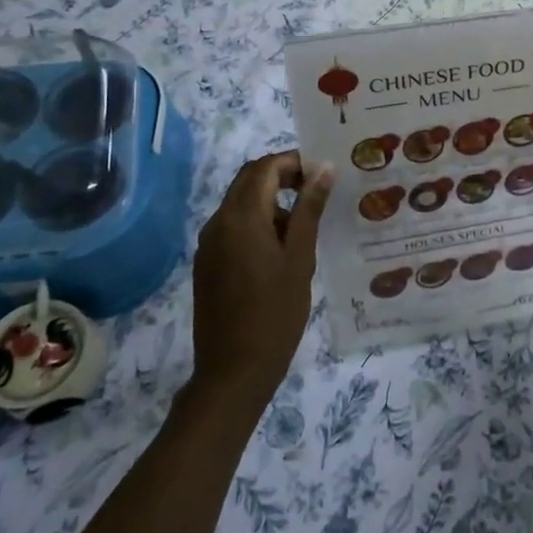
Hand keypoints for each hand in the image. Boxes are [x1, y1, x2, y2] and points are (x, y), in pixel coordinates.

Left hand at [191, 151, 331, 400]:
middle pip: (249, 180)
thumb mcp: (300, 258)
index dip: (294, 161)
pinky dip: (257, 223)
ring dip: (271, 201)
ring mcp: (208, 244)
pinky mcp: (207, 263)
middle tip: (316, 192)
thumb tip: (324, 169)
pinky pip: (233, 227)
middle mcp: (218, 222)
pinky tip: (282, 250)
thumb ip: (309, 209)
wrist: (233, 371)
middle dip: (282, 177)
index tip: (323, 173)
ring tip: (305, 226)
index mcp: (241, 217)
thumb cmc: (275, 312)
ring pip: (241, 203)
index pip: (265, 167)